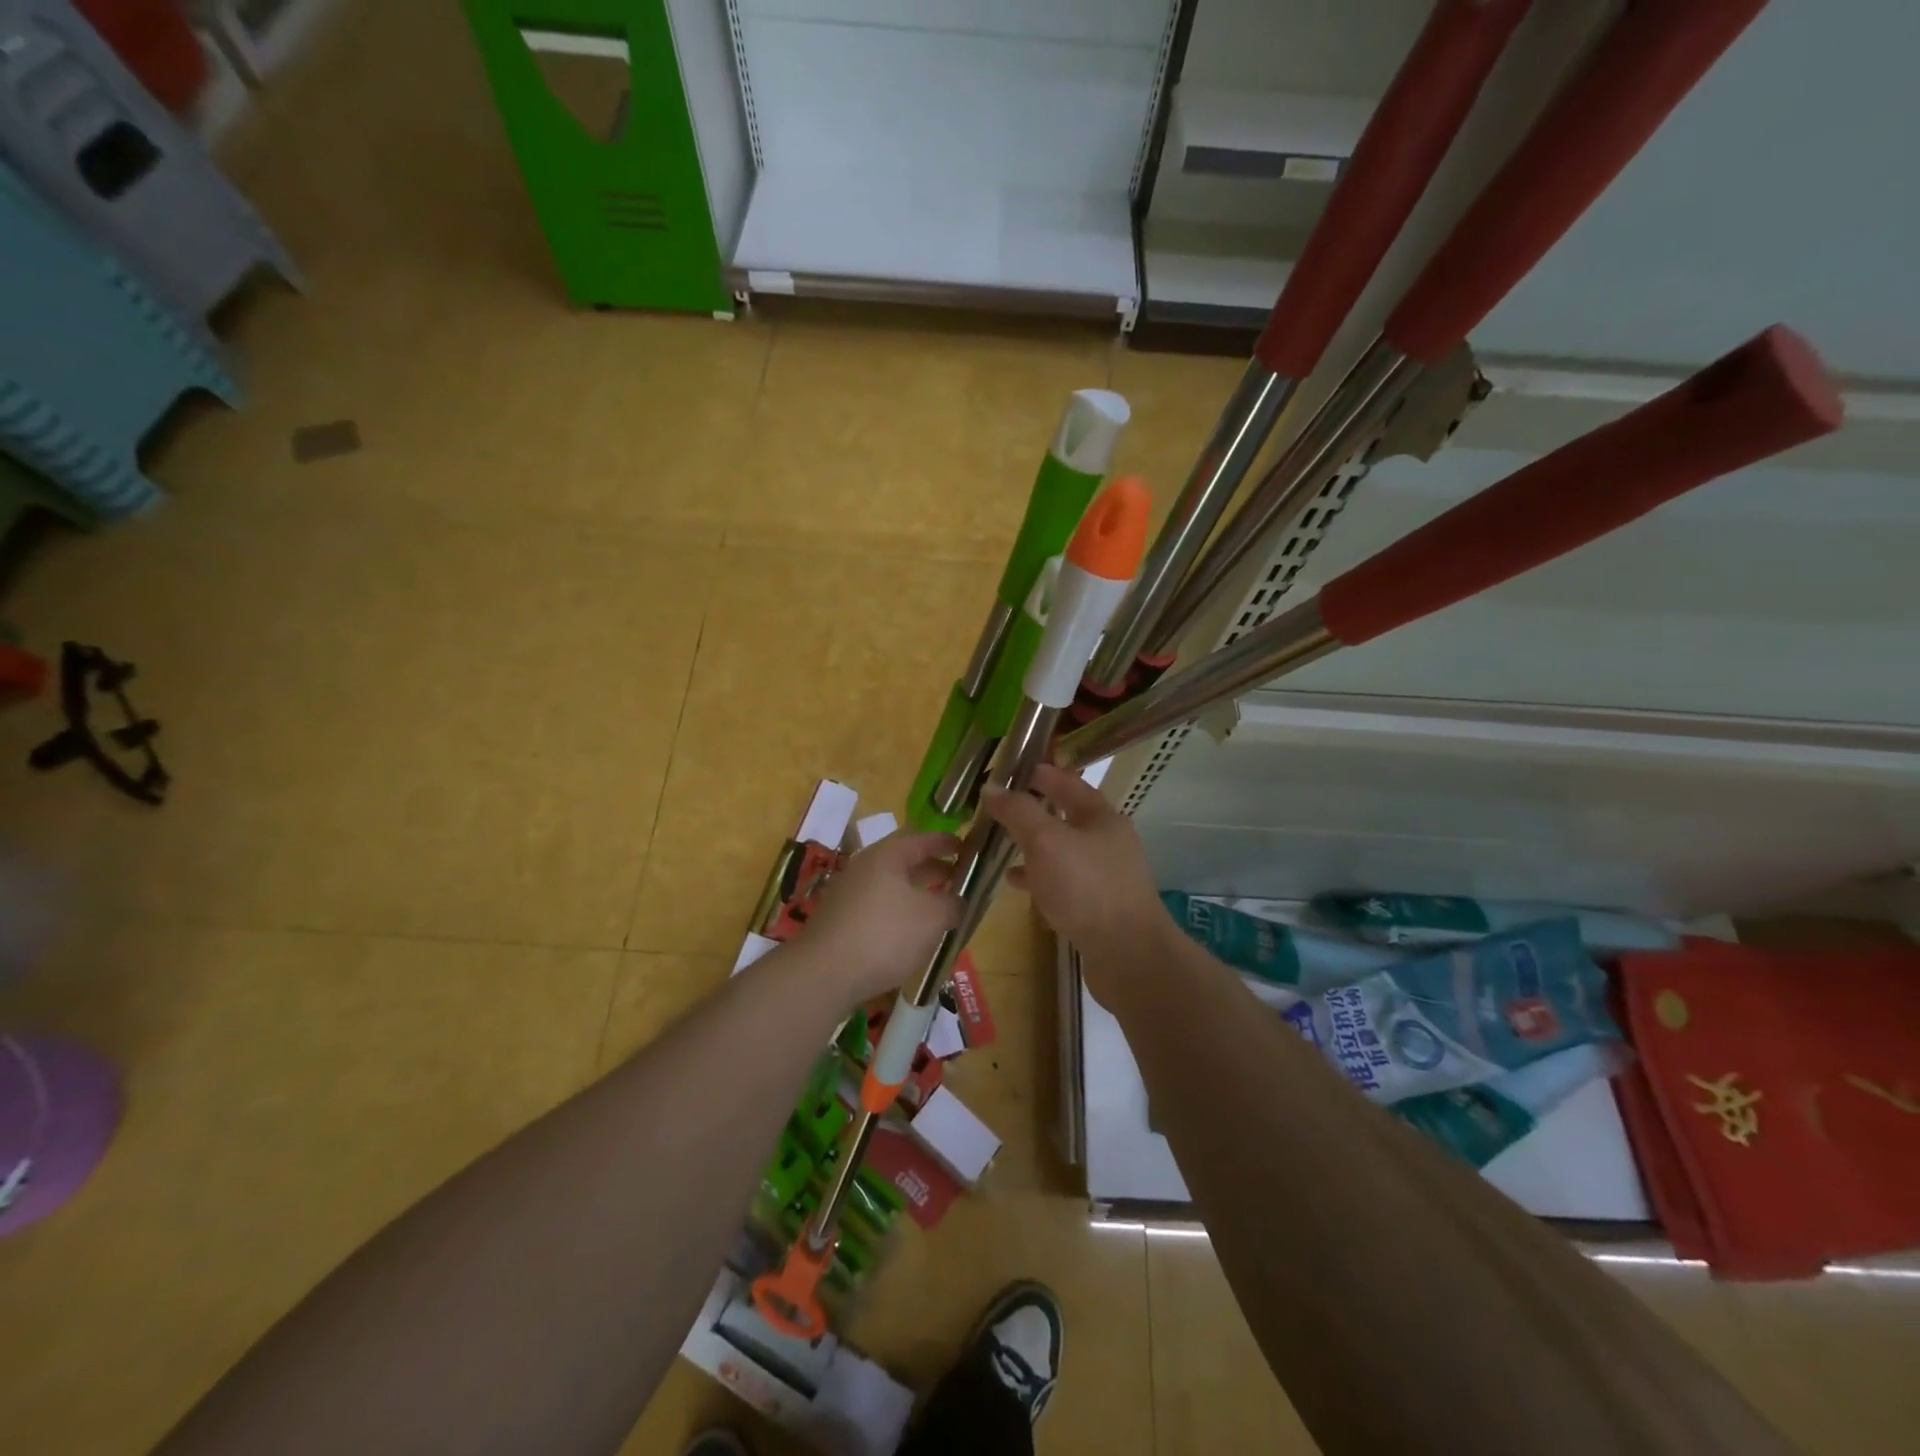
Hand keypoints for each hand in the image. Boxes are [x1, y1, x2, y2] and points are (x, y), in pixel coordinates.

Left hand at [799, 831, 961, 1002]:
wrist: (824, 974)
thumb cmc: (885, 935)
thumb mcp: (932, 918)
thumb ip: (952, 904)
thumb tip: (959, 901)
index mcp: (886, 856)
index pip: (921, 838)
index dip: (945, 842)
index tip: (966, 847)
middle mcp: (864, 867)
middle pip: (904, 861)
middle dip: (932, 869)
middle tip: (958, 879)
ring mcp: (848, 894)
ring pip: (890, 886)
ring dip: (916, 893)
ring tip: (939, 908)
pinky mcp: (840, 921)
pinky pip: (877, 907)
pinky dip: (898, 913)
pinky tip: (910, 934)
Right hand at [981, 764, 1174, 966]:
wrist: (1129, 956)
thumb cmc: (1087, 888)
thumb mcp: (1046, 842)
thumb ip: (1018, 812)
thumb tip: (992, 787)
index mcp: (1101, 817)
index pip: (1068, 782)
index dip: (1040, 773)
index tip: (1011, 768)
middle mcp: (1107, 841)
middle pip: (1066, 816)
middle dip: (1033, 810)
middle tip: (999, 806)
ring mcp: (1105, 875)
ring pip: (1062, 850)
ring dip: (1033, 845)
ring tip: (1000, 844)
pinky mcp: (1098, 906)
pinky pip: (1063, 881)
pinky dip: (1039, 877)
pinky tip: (1016, 883)